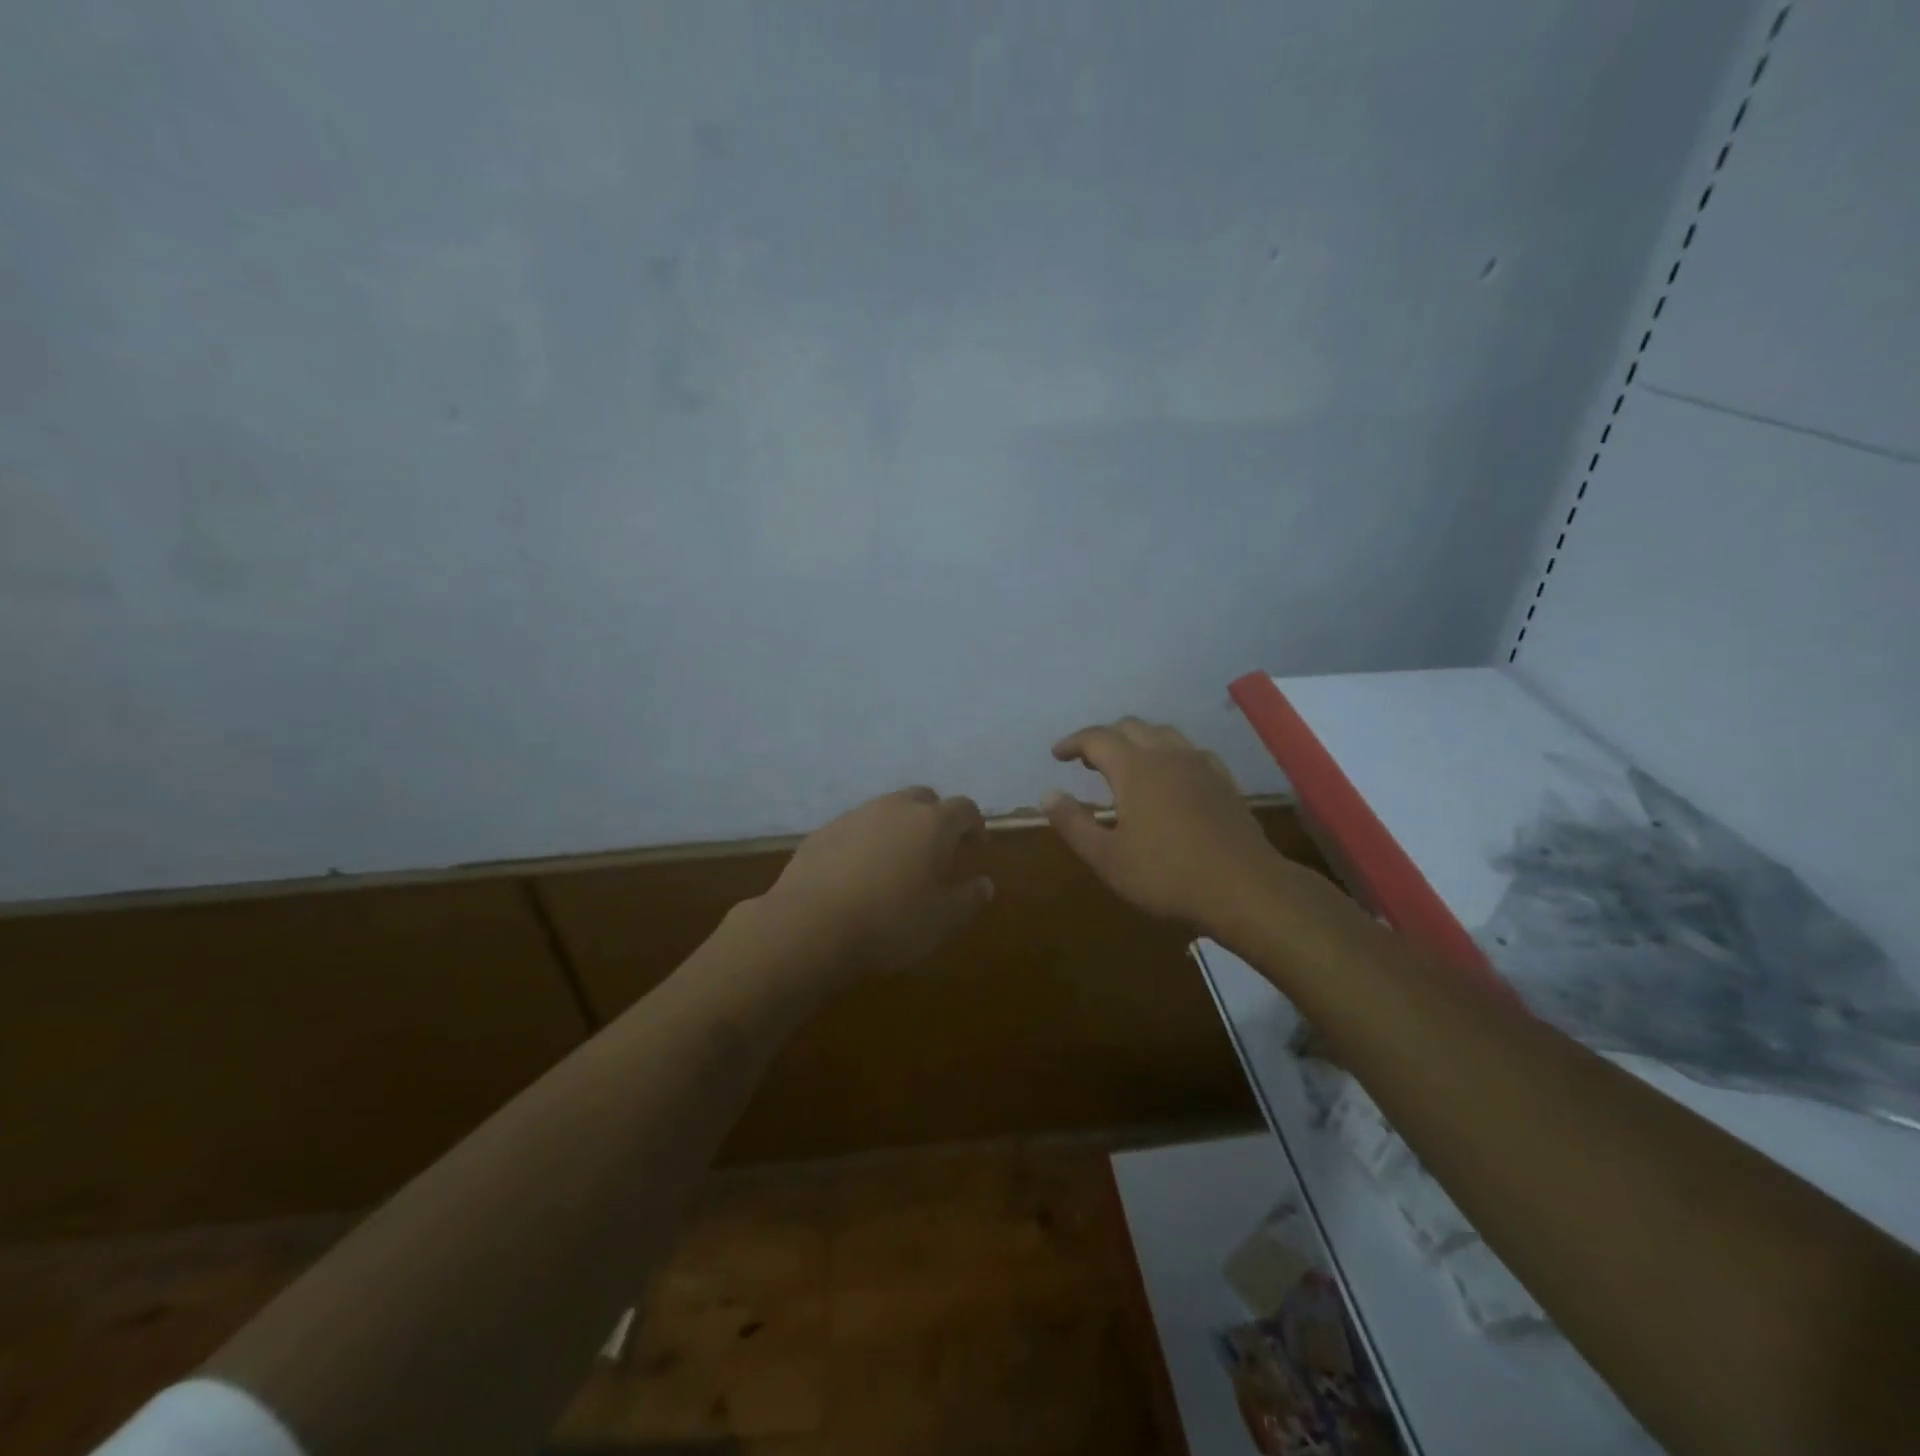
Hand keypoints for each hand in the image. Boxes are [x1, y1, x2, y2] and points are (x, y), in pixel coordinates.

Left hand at [763, 788, 993, 974]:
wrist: (809, 926)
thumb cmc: (890, 922)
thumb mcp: (942, 920)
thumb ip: (969, 898)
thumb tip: (985, 883)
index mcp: (932, 824)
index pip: (964, 808)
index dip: (975, 824)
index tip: (977, 846)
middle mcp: (895, 808)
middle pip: (924, 799)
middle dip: (936, 818)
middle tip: (938, 849)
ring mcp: (855, 816)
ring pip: (887, 809)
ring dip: (899, 827)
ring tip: (898, 861)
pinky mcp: (824, 831)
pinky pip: (856, 827)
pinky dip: (867, 841)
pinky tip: (860, 872)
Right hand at [1043, 717, 1282, 934]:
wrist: (1245, 888)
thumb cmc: (1166, 875)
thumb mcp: (1107, 857)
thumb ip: (1073, 823)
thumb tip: (1048, 795)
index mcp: (1135, 769)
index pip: (1097, 738)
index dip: (1073, 742)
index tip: (1057, 754)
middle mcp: (1168, 755)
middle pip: (1131, 728)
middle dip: (1104, 738)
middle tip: (1087, 761)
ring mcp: (1201, 766)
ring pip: (1163, 734)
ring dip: (1137, 740)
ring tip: (1126, 764)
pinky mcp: (1224, 782)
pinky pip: (1191, 751)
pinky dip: (1169, 753)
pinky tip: (1171, 776)